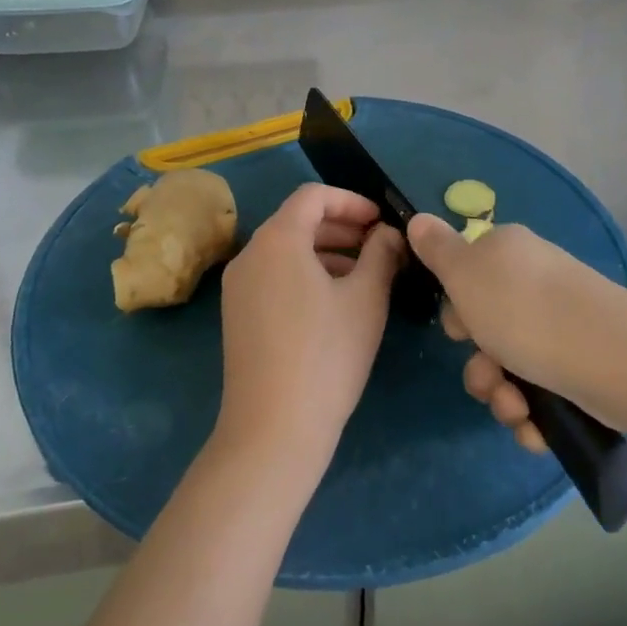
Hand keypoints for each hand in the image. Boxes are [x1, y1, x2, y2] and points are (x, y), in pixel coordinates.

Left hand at [215, 184, 403, 477]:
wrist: (273, 428)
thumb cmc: (326, 355)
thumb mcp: (366, 298)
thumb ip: (382, 254)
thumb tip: (388, 233)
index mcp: (277, 240)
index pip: (313, 196)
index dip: (351, 201)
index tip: (381, 221)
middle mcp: (250, 254)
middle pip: (297, 221)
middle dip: (341, 227)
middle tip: (379, 245)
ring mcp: (238, 287)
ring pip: (286, 251)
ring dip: (326, 252)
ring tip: (365, 274)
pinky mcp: (238, 315)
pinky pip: (274, 276)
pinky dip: (305, 274)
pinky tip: (335, 302)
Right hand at [407, 215, 626, 448]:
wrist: (614, 359)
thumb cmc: (525, 311)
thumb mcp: (465, 274)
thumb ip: (437, 249)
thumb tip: (418, 218)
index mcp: (507, 253)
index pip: (466, 275)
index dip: (456, 308)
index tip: (458, 329)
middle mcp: (535, 284)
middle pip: (486, 328)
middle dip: (479, 364)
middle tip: (488, 376)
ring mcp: (561, 326)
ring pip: (511, 367)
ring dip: (503, 396)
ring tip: (516, 409)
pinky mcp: (582, 366)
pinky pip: (542, 393)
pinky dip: (534, 414)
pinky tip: (537, 427)